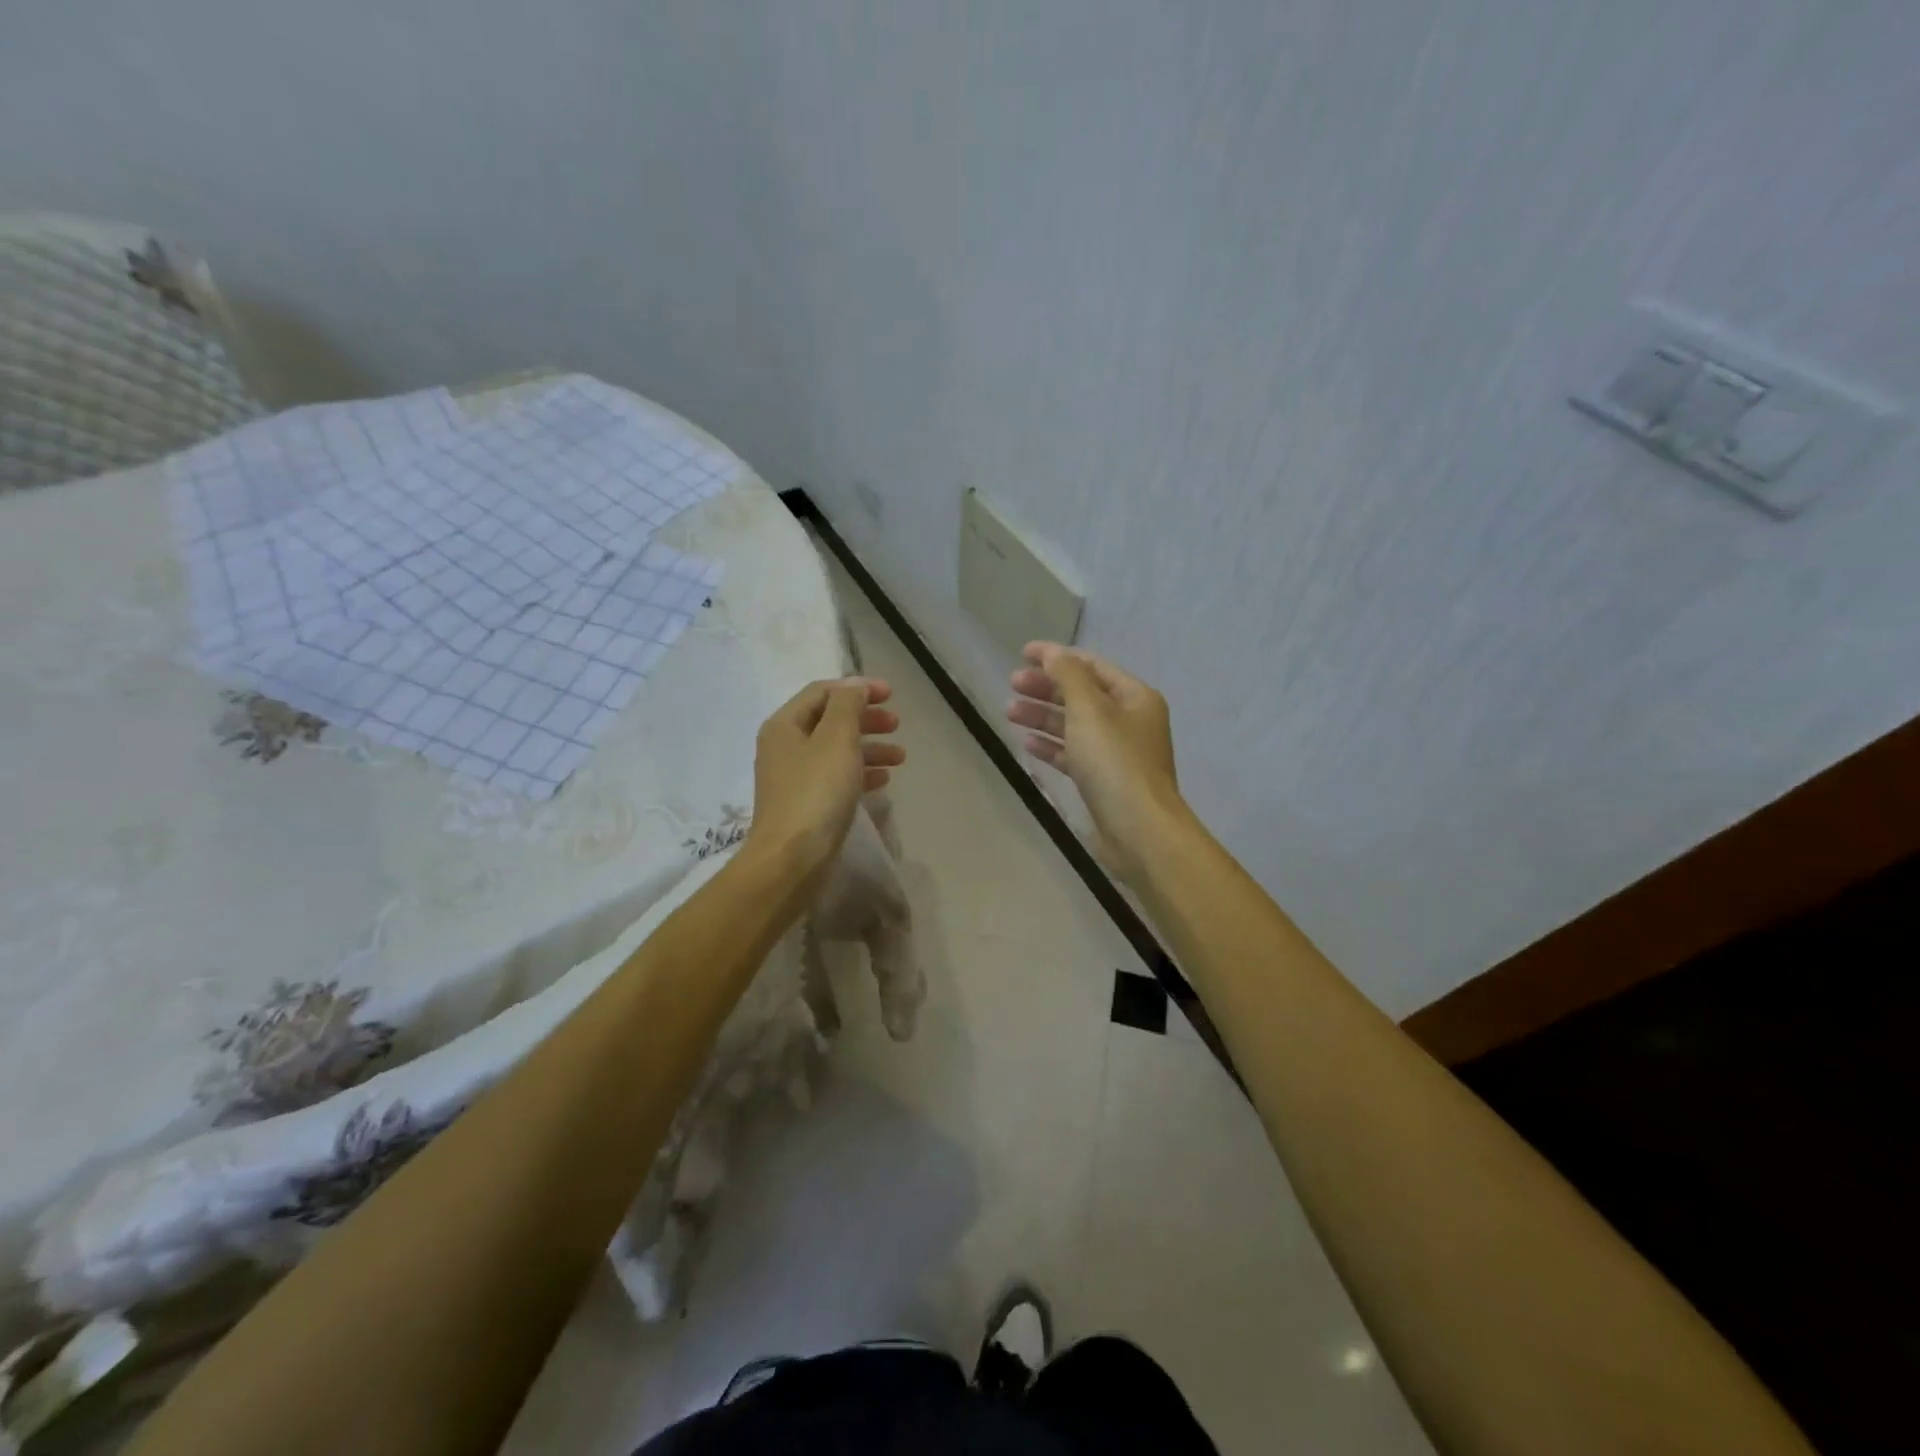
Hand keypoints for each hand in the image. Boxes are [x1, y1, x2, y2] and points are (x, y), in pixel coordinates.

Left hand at [746, 678, 903, 879]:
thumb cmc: (816, 792)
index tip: (891, 695)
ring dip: (869, 748)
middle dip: (866, 718)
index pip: (823, 692)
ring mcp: (794, 778)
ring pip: (836, 751)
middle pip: (830, 720)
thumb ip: (847, 705)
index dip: (857, 688)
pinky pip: (836, 778)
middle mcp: (785, 747)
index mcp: (785, 725)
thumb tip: (854, 685)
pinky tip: (883, 781)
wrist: (792, 859)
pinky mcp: (805, 804)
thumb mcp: (836, 739)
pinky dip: (860, 773)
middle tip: (897, 724)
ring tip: (900, 757)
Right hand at [1007, 642, 1184, 883]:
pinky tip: (1027, 744)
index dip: (1057, 657)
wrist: (1138, 829)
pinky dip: (1051, 746)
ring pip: (1074, 725)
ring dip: (1043, 716)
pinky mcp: (1103, 780)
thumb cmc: (1114, 762)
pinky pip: (1073, 754)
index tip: (1022, 654)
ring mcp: (1117, 753)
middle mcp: (1129, 721)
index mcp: (1134, 697)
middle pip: (1081, 694)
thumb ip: (1068, 676)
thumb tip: (1052, 653)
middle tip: (1012, 685)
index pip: (1091, 666)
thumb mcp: (1089, 710)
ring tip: (1009, 712)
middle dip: (1046, 687)